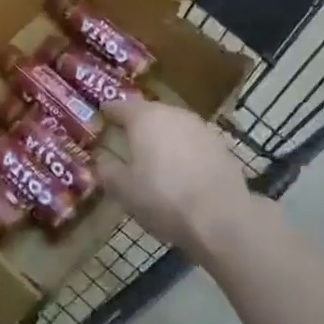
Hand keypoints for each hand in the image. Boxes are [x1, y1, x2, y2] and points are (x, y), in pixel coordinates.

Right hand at [97, 98, 251, 258]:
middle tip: (127, 139)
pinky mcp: (221, 146)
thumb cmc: (163, 198)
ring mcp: (200, 128)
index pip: (119, 106)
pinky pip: (193, 143)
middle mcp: (173, 114)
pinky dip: (184, 152)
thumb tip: (102, 162)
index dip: (108, 112)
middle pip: (149, 113)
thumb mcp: (123, 190)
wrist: (221, 217)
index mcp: (144, 118)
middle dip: (137, 124)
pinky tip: (182, 171)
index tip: (102, 117)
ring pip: (174, 126)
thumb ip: (108, 171)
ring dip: (163, 137)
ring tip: (154, 157)